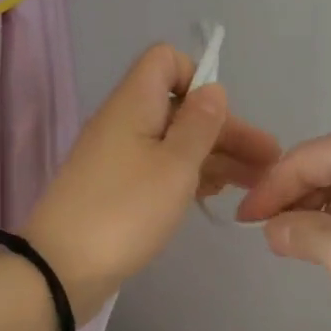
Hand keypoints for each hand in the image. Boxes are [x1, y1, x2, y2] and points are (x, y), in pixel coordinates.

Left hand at [24, 45, 279, 313]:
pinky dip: (190, 174)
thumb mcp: (174, 166)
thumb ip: (199, 125)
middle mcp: (125, 122)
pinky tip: (217, 192)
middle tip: (268, 161)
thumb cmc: (125, 210)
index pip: (166, 61)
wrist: (61, 269)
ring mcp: (119, 157)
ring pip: (174, 142)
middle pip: (180, 108)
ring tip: (255, 182)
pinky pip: (160, 167)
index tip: (220, 117)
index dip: (198, 78)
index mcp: (134, 104)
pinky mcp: (117, 188)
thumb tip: (212, 89)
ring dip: (215, 156)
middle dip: (225, 130)